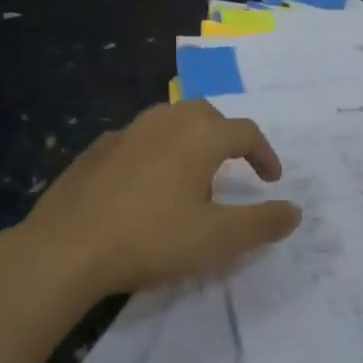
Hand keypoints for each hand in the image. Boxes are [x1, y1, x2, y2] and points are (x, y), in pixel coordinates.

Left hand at [7, 100, 302, 299]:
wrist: (67, 247)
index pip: (245, 132)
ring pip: (169, 121)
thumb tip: (295, 210)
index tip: (272, 181)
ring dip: (190, 139)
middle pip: (206, 115)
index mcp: (198, 135)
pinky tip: (146, 184)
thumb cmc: (151, 238)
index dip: (265, 154)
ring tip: (192, 174)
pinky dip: (156, 152)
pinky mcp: (97, 149)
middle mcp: (164, 121)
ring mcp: (126, 132)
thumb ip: (262, 223)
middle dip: (227, 137)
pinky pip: (139, 139)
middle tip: (234, 168)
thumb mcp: (217, 239)